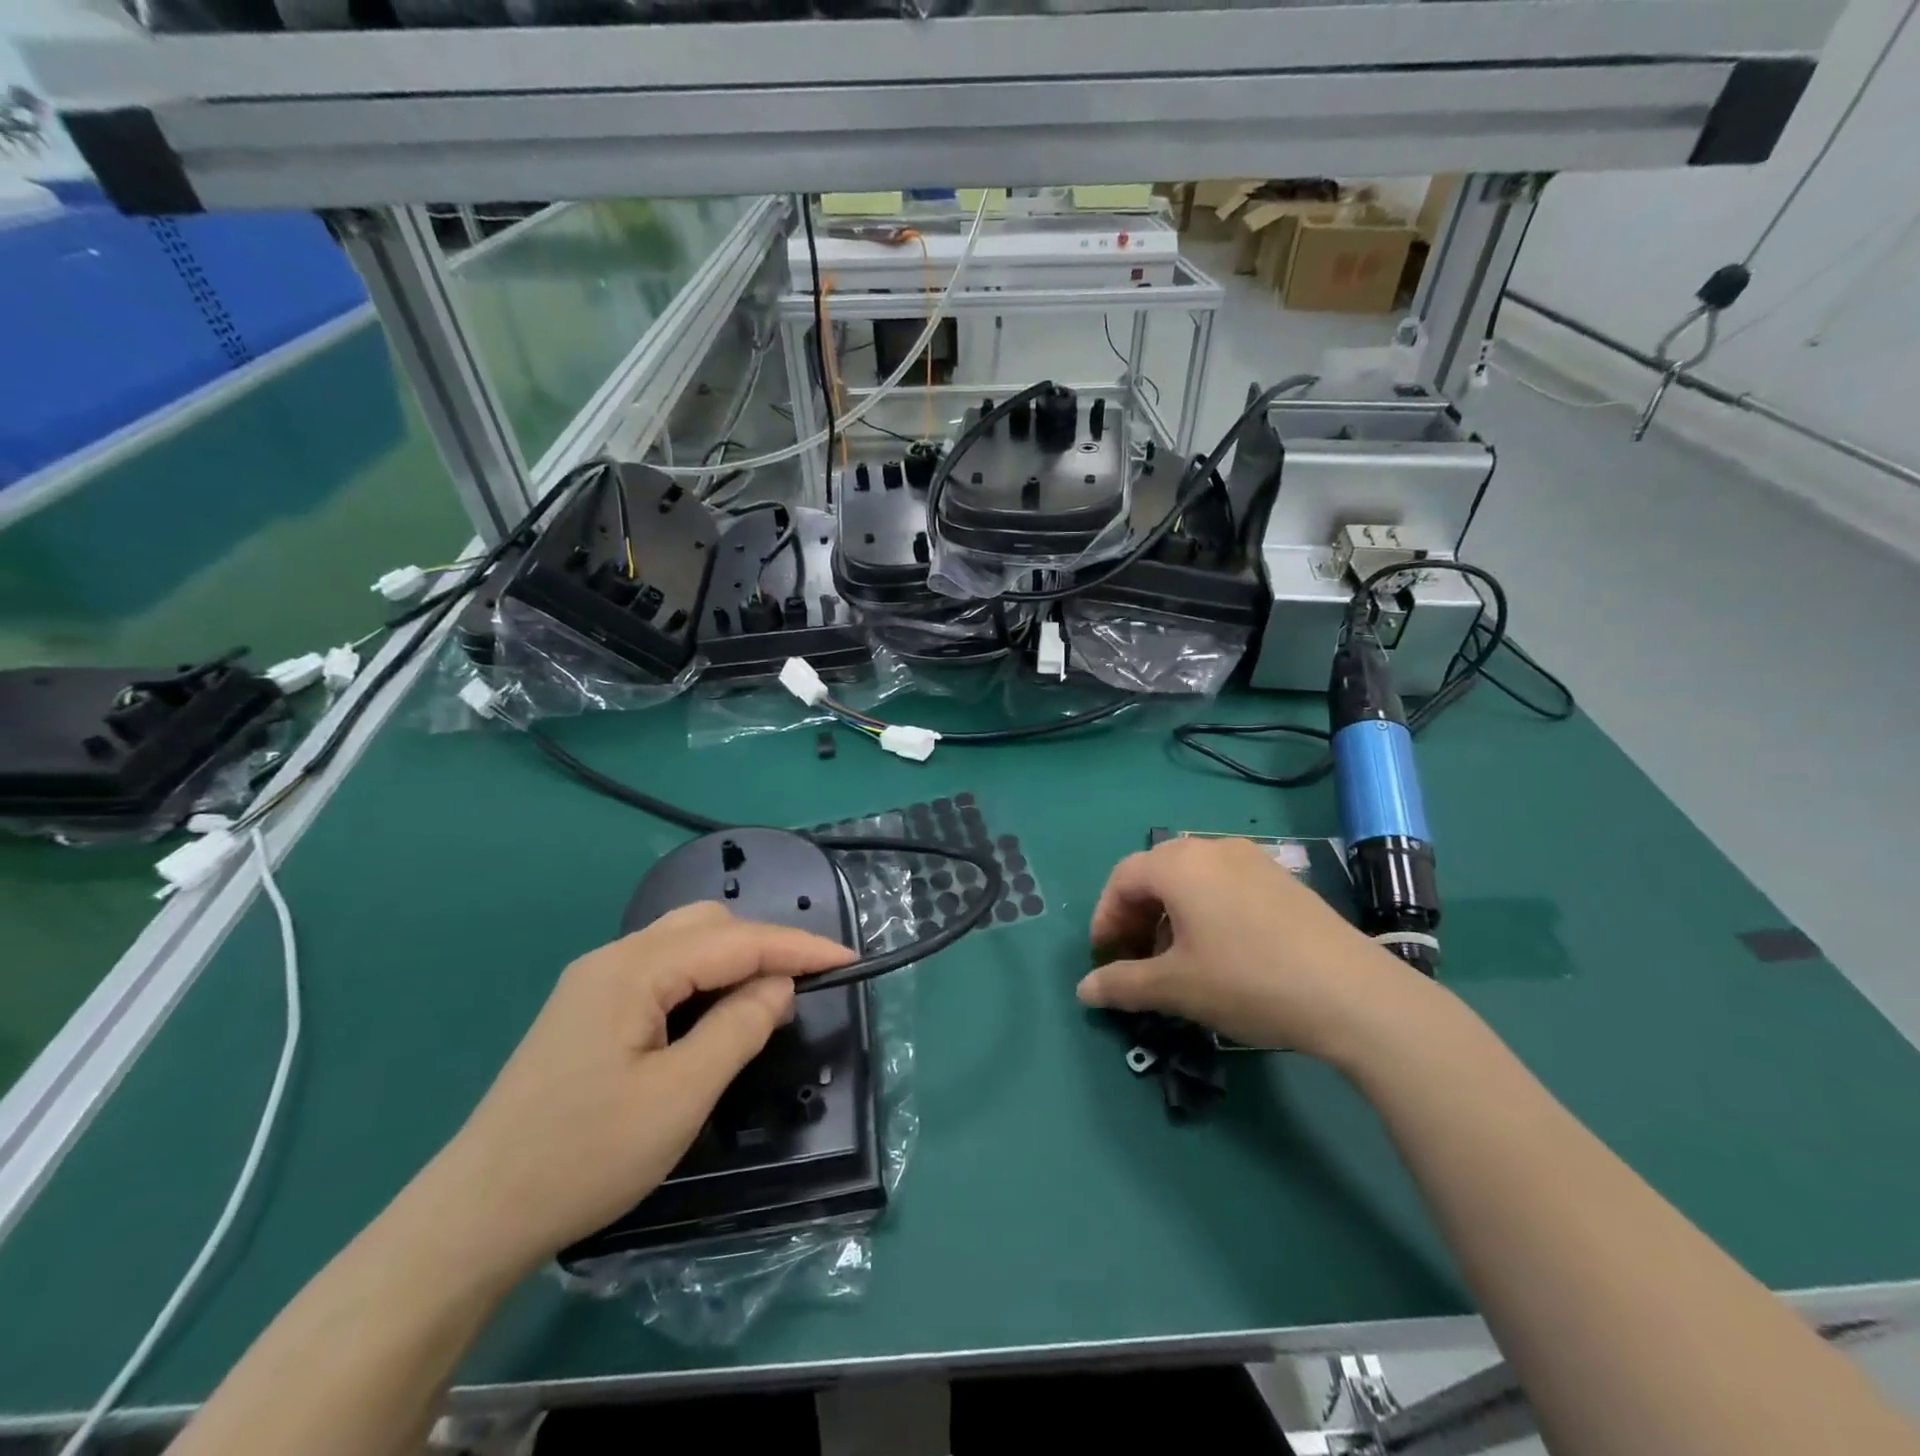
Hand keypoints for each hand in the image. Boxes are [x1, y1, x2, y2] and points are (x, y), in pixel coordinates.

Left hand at [417, 903, 854, 1279]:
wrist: (474, 1216)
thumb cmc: (584, 1156)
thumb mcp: (680, 1096)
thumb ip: (739, 1027)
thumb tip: (779, 983)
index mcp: (633, 970)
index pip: (735, 940)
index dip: (797, 947)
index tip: (848, 959)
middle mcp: (612, 959)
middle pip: (707, 926)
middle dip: (764, 945)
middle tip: (806, 984)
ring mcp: (594, 983)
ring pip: (684, 944)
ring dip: (734, 960)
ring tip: (768, 997)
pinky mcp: (587, 1010)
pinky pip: (662, 971)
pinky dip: (703, 980)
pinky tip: (715, 1012)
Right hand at [1076, 835, 1422, 1060]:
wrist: (1353, 994)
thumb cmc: (1247, 981)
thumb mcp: (1176, 988)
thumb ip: (1122, 984)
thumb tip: (1083, 990)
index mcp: (1179, 864)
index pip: (1121, 879)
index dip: (1105, 918)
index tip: (1105, 959)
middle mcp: (1212, 849)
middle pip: (1155, 873)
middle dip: (1136, 916)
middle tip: (1137, 959)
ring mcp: (1252, 860)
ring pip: (1192, 879)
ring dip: (1170, 914)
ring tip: (1177, 960)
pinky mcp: (1282, 879)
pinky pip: (1225, 884)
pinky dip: (1205, 910)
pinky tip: (1221, 952)